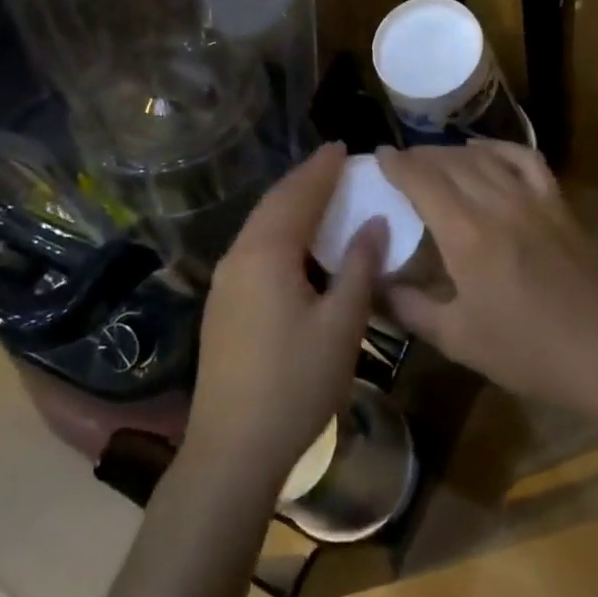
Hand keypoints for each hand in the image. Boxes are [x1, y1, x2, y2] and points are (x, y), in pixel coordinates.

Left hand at [182, 143, 382, 496]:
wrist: (232, 449)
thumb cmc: (295, 384)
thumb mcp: (342, 325)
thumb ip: (360, 268)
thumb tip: (374, 222)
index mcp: (267, 254)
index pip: (298, 196)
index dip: (322, 170)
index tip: (342, 147)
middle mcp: (239, 257)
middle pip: (274, 205)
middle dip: (304, 180)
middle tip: (332, 162)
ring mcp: (225, 282)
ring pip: (260, 226)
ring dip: (290, 204)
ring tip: (318, 192)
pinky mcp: (223, 304)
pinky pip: (254, 247)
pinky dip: (279, 229)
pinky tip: (295, 241)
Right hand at [376, 141, 597, 417]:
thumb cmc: (526, 352)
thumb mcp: (457, 338)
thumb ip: (410, 307)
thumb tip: (375, 284)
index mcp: (466, 234)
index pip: (423, 181)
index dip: (398, 164)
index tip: (379, 155)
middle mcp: (497, 204)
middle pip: (450, 163)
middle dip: (420, 156)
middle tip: (400, 161)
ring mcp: (532, 199)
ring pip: (484, 157)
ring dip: (453, 151)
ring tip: (433, 157)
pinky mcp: (558, 204)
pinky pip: (525, 159)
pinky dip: (499, 148)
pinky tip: (484, 151)